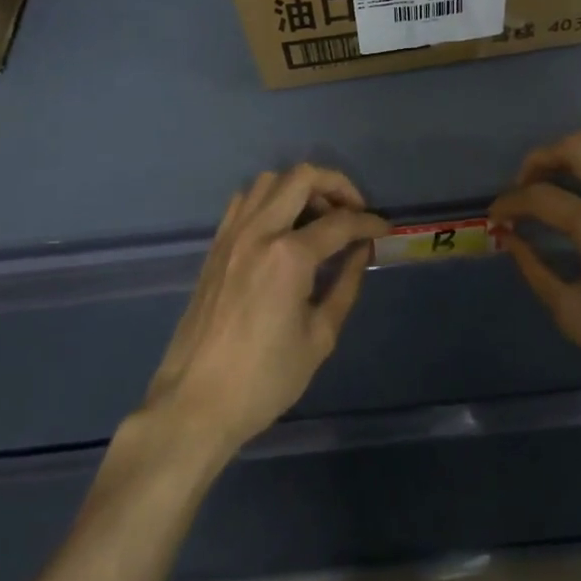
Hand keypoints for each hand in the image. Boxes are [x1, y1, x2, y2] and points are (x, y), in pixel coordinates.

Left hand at [143, 166, 389, 458]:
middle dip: (337, 185)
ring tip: (318, 216)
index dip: (369, 223)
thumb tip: (361, 251)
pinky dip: (270, 198)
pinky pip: (245, 200)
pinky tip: (282, 226)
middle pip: (303, 177)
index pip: (340, 222)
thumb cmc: (264, 379)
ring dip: (300, 187)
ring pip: (270, 180)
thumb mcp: (319, 337)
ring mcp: (232, 234)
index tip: (384, 230)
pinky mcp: (216, 245)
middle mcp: (259, 231)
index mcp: (289, 256)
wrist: (195, 403)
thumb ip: (346, 284)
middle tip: (353, 210)